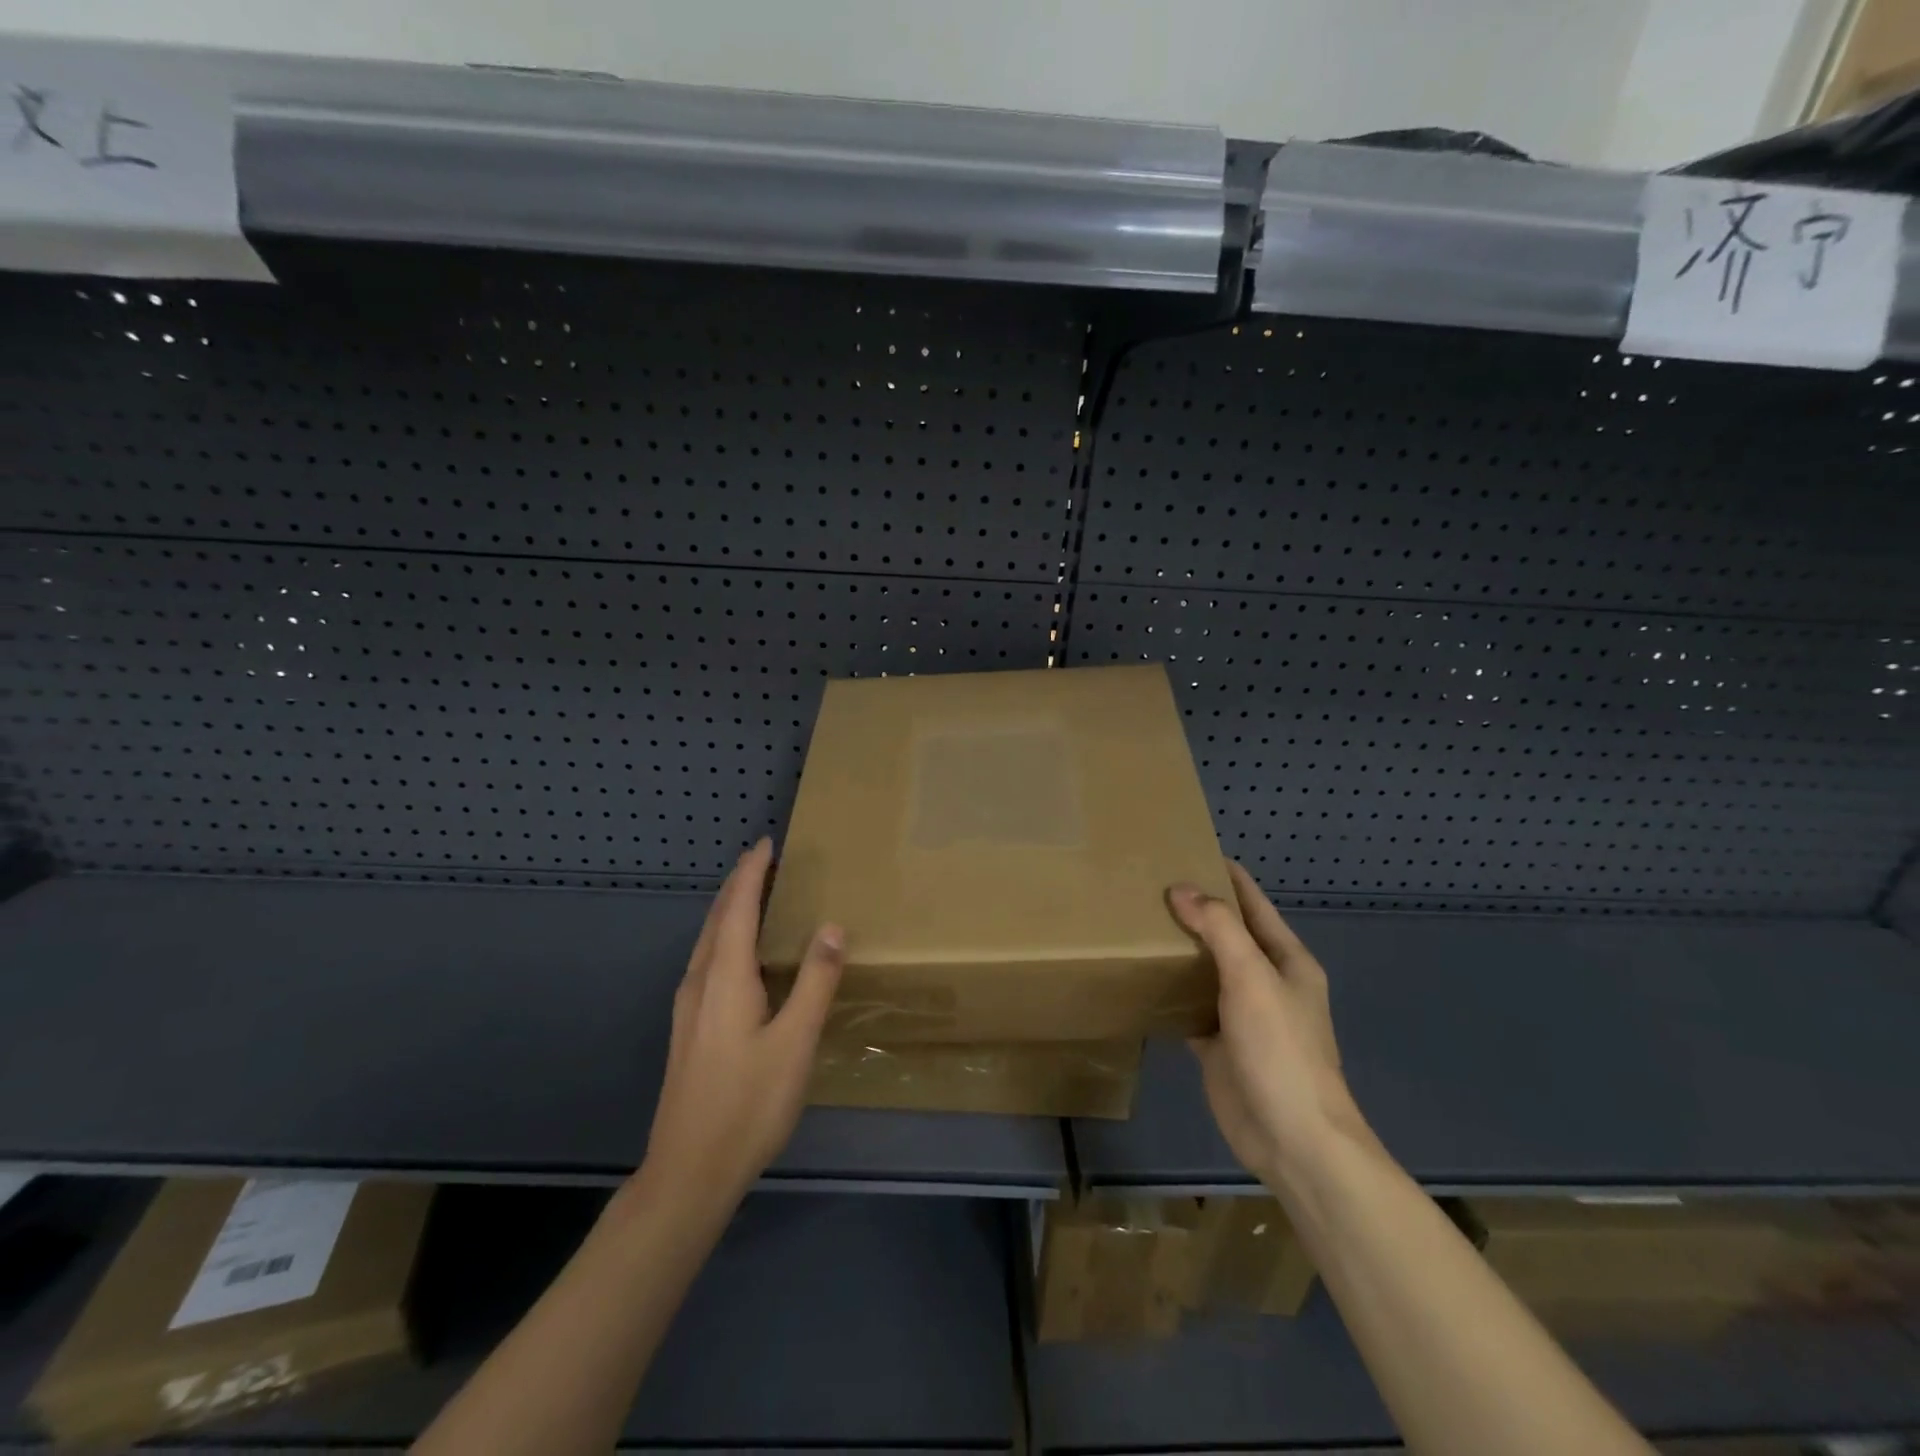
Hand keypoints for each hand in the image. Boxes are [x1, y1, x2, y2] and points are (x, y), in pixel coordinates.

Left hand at [641, 838, 843, 1210]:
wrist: (689, 1173)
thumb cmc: (748, 1104)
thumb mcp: (795, 1042)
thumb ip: (815, 981)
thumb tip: (832, 925)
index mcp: (725, 978)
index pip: (738, 908)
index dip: (752, 873)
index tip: (768, 843)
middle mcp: (700, 983)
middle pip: (718, 919)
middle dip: (739, 885)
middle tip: (765, 861)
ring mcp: (688, 1008)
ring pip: (708, 941)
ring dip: (730, 910)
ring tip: (755, 895)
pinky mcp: (688, 1029)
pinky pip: (707, 961)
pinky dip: (725, 937)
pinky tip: (738, 955)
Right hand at [1168, 862, 1369, 1189]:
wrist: (1292, 1138)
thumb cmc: (1281, 1050)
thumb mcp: (1253, 978)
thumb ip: (1218, 929)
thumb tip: (1181, 889)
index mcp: (1286, 960)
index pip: (1253, 903)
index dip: (1225, 875)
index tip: (1186, 848)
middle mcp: (1265, 981)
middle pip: (1226, 933)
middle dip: (1193, 909)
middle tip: (1145, 883)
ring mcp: (1241, 1014)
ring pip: (1205, 969)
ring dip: (1178, 949)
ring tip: (1135, 921)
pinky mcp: (1218, 1043)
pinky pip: (1189, 1005)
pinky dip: (1168, 990)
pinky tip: (1139, 976)